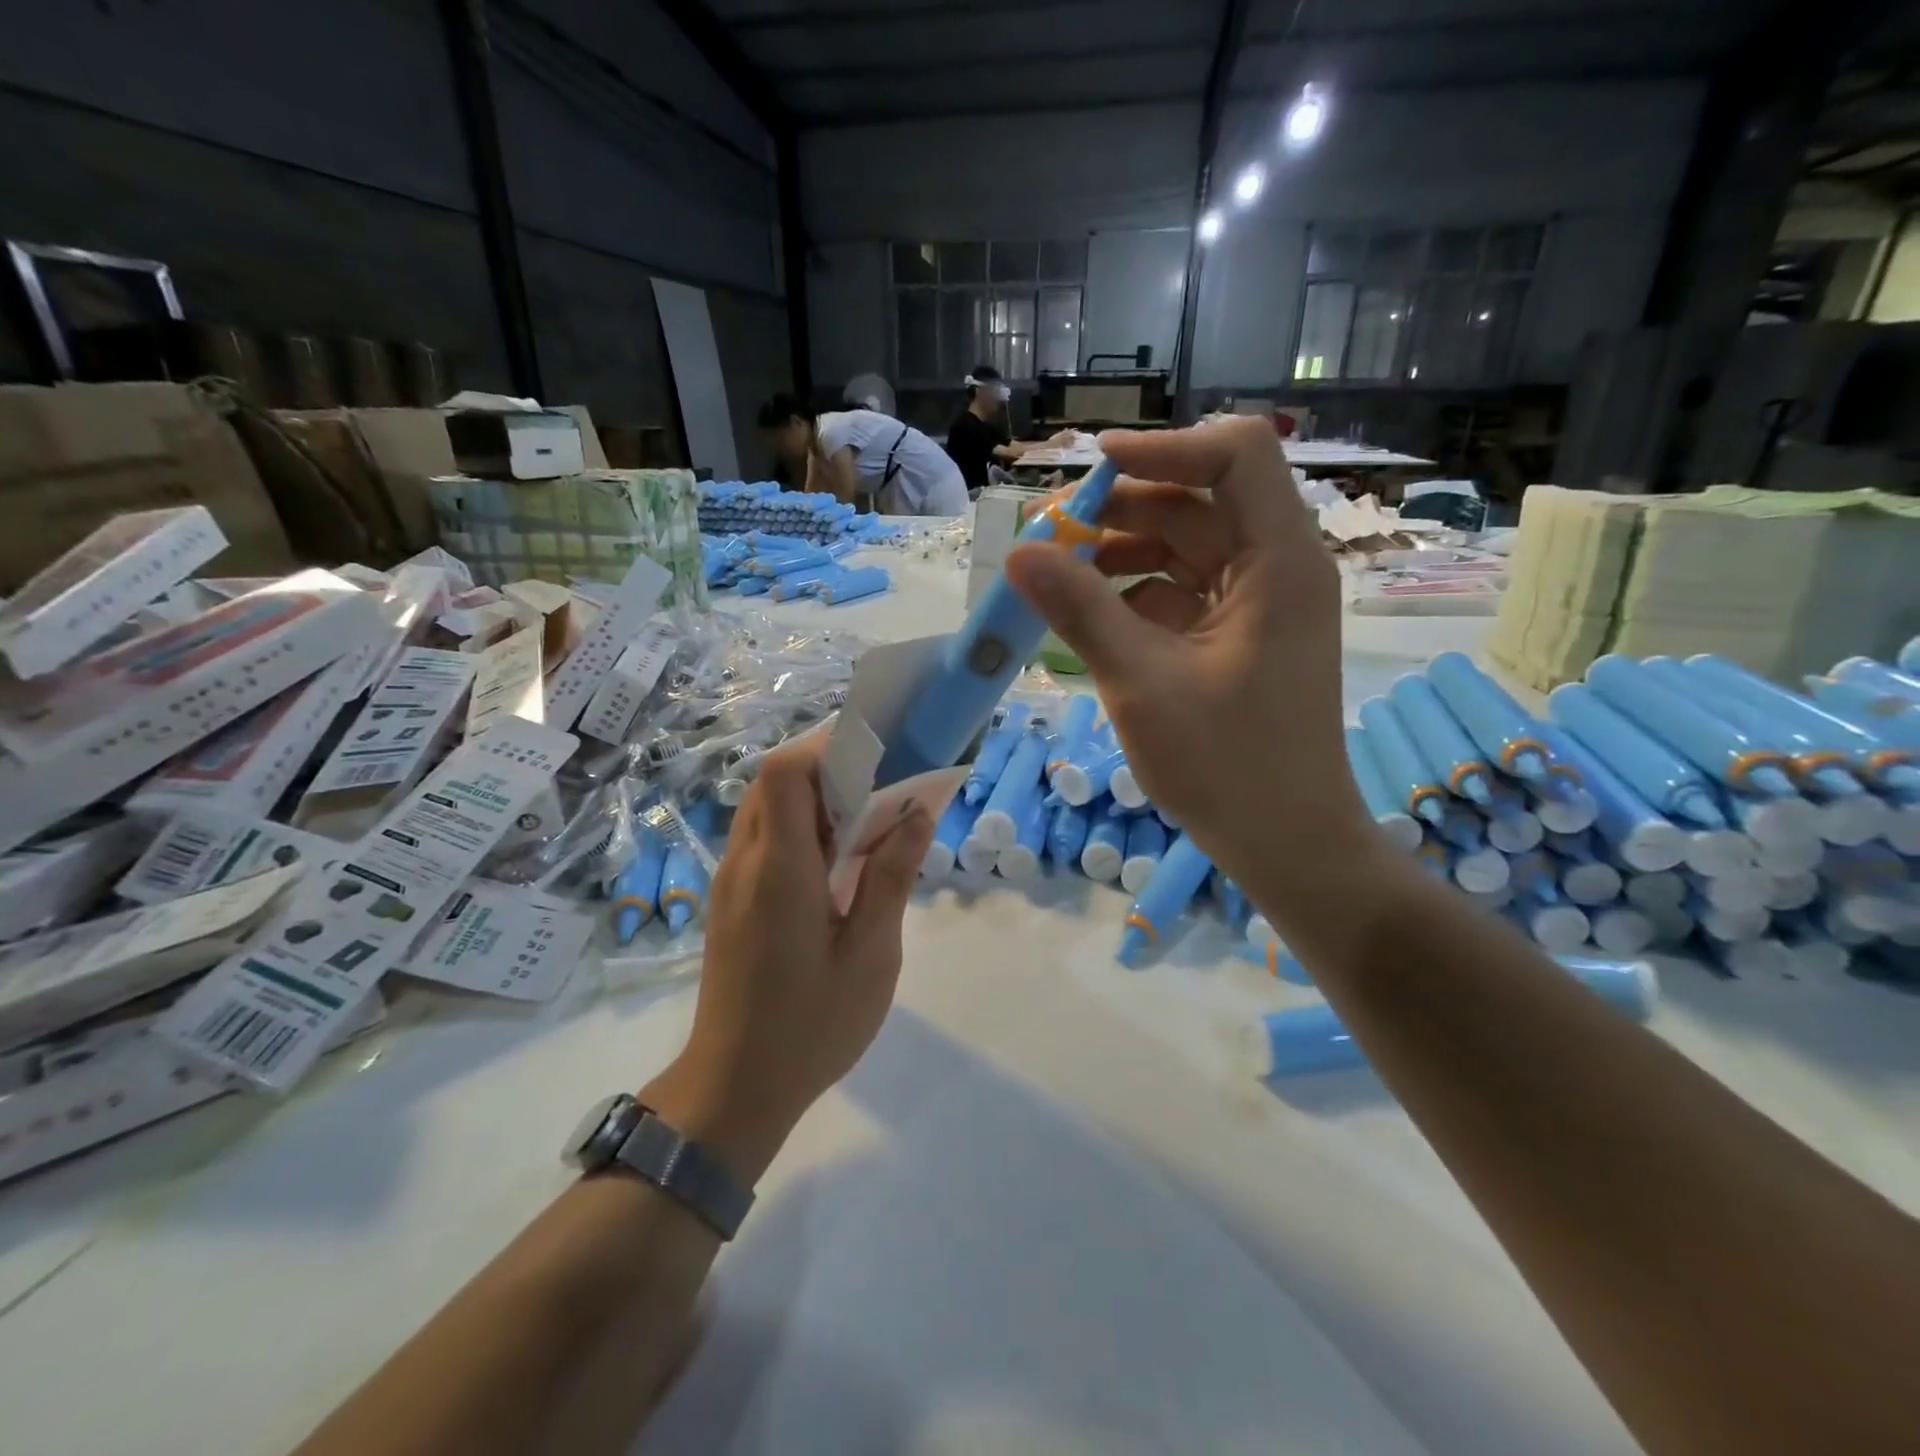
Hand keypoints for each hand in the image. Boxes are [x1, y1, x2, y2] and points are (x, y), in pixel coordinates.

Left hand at [644, 738, 933, 1183]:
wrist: (734, 1089)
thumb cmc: (811, 1026)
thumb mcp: (871, 955)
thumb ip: (891, 877)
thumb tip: (917, 814)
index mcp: (779, 869)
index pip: (784, 772)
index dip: (826, 747)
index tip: (877, 753)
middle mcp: (745, 862)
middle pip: (773, 782)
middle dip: (828, 768)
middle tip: (883, 785)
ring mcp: (731, 881)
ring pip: (765, 808)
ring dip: (815, 799)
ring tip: (869, 821)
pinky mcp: (731, 901)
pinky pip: (763, 839)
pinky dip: (800, 829)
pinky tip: (839, 862)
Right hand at [1004, 417, 1371, 897]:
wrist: (1286, 841)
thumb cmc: (1227, 765)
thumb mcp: (1142, 682)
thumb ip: (1080, 611)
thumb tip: (1019, 553)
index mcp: (1279, 561)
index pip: (1236, 455)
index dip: (1165, 447)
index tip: (1095, 469)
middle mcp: (1278, 567)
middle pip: (1200, 500)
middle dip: (1124, 508)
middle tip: (1052, 532)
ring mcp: (1261, 603)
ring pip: (1188, 546)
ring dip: (1124, 552)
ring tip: (1060, 576)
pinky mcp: (1241, 635)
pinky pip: (1184, 590)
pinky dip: (1137, 594)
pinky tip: (1092, 617)